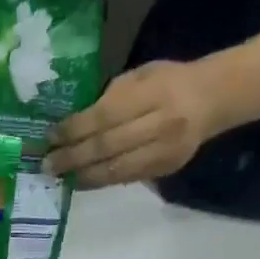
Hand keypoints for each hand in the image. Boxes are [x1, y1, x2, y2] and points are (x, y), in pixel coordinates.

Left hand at [44, 59, 234, 187]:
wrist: (212, 99)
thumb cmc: (167, 81)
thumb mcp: (138, 77)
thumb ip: (108, 99)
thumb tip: (70, 124)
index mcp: (153, 94)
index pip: (104, 116)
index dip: (73, 130)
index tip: (49, 137)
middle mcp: (160, 125)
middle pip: (107, 146)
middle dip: (72, 157)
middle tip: (47, 164)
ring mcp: (164, 151)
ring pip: (116, 169)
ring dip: (83, 175)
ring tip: (60, 176)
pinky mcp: (165, 169)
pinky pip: (126, 178)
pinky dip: (101, 181)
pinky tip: (81, 181)